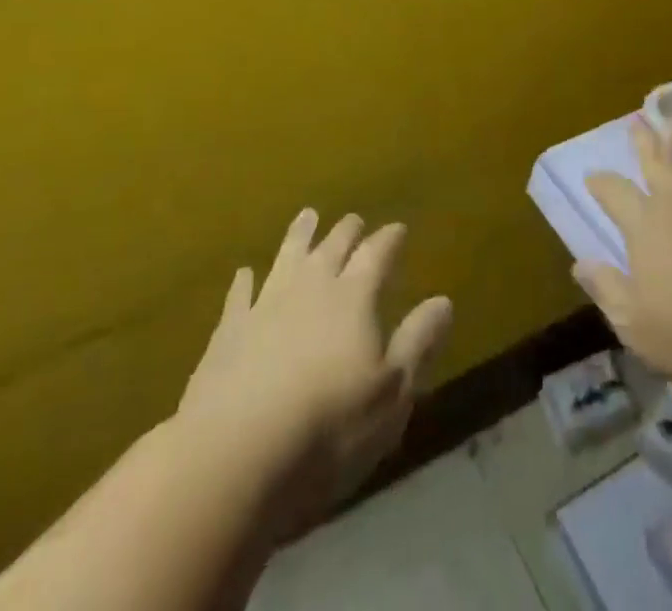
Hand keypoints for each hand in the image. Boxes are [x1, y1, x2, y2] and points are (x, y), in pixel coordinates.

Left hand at [178, 210, 452, 537]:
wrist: (234, 455)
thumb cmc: (329, 426)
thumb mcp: (393, 392)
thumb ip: (418, 342)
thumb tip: (443, 300)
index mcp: (354, 297)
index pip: (377, 254)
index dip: (389, 240)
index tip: (398, 228)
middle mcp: (311, 288)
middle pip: (333, 248)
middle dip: (347, 231)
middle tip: (354, 219)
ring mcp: (265, 306)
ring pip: (287, 258)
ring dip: (299, 236)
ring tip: (307, 216)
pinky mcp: (228, 333)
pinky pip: (239, 296)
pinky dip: (244, 282)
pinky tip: (245, 273)